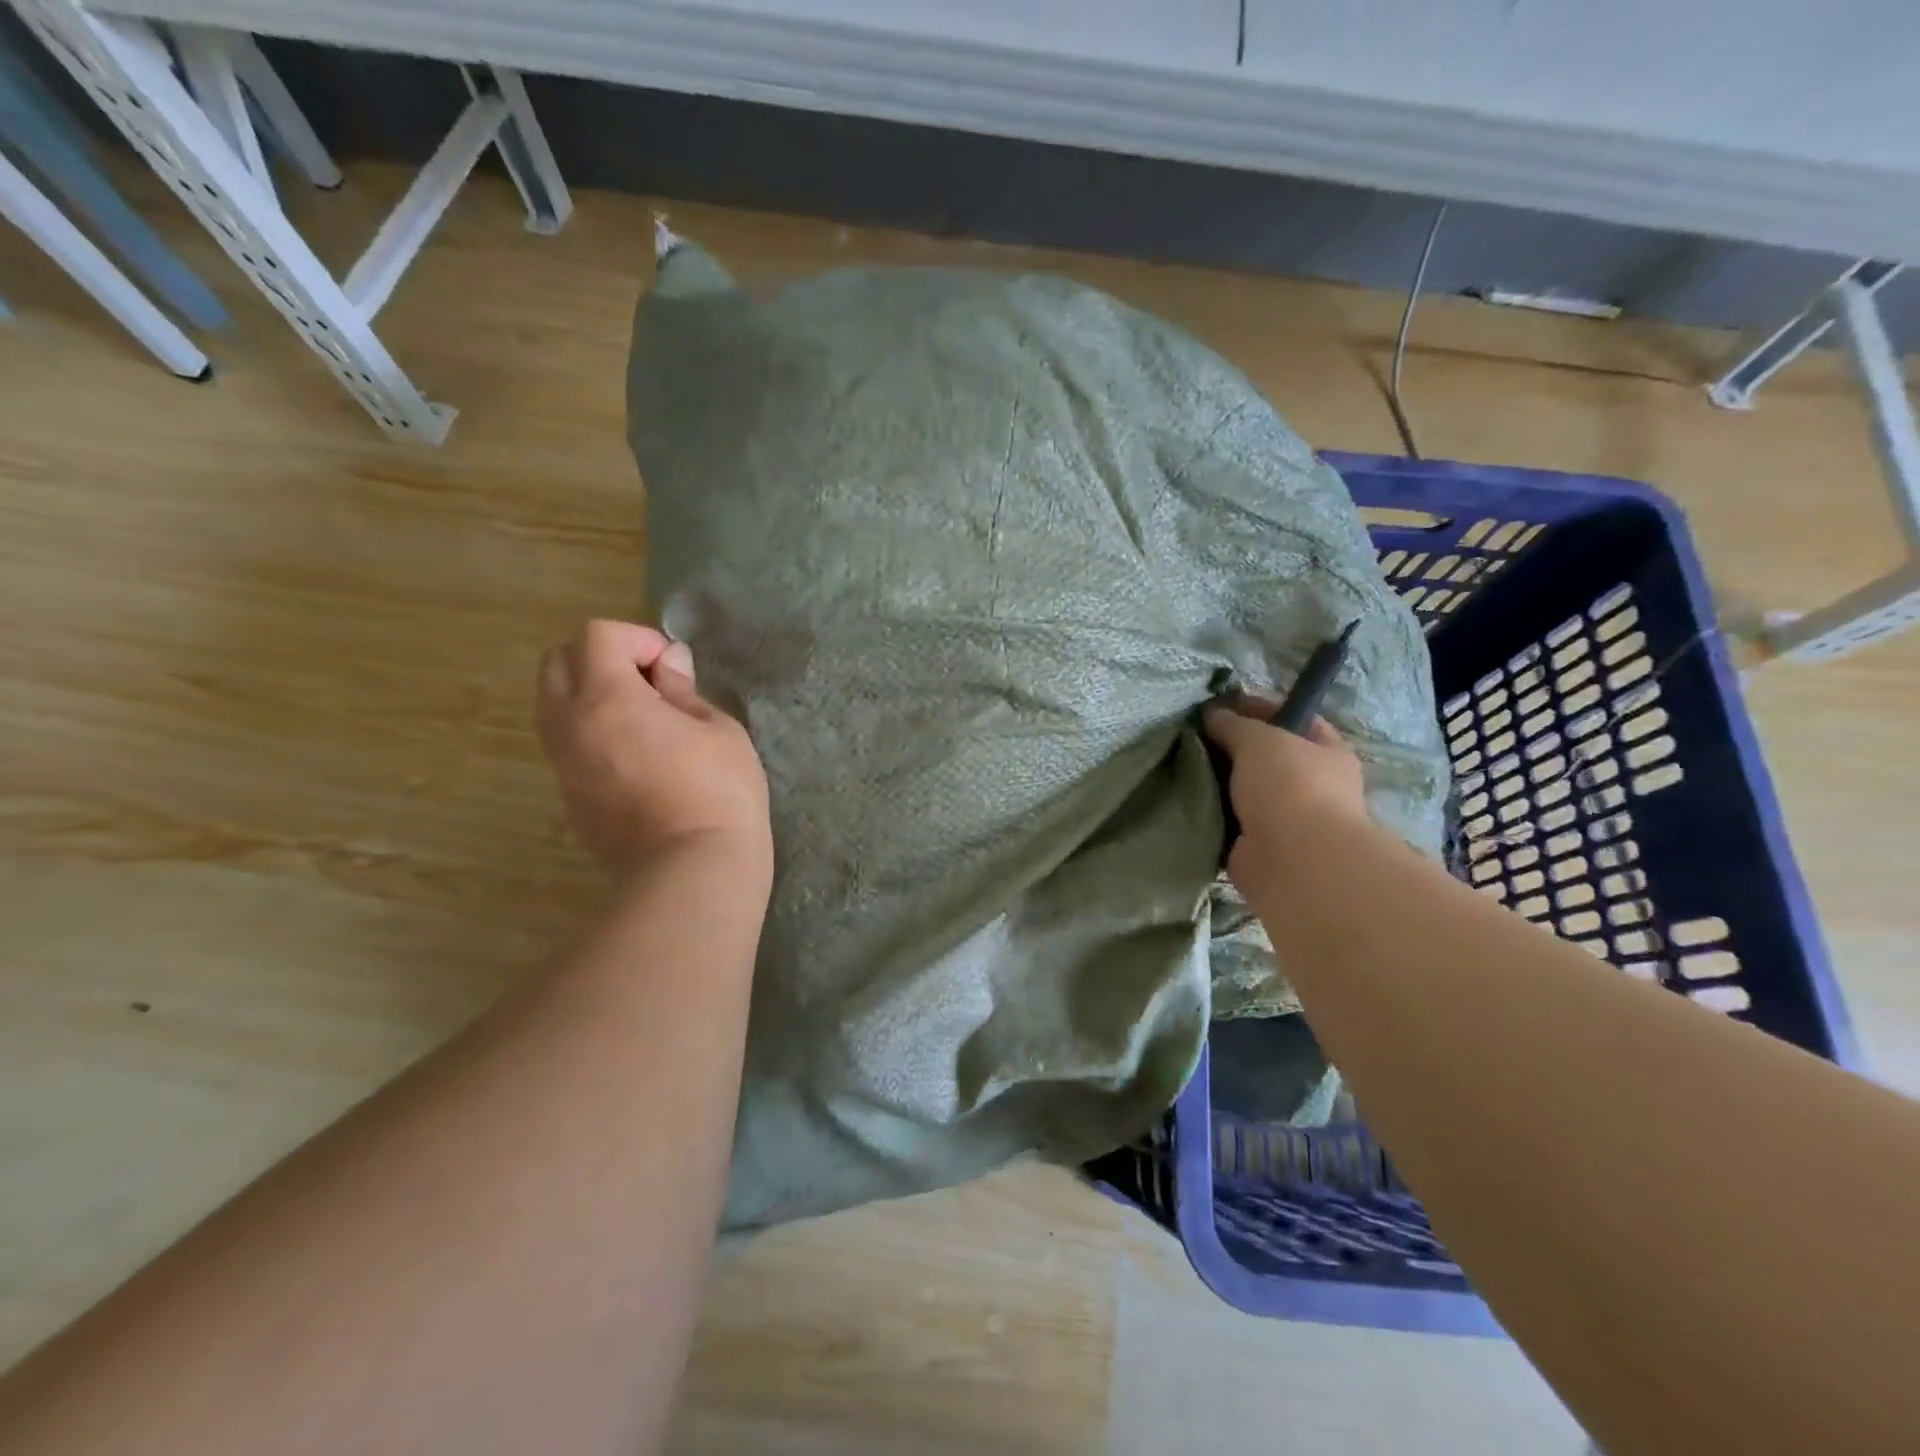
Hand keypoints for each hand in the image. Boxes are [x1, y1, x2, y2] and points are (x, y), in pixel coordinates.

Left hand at [537, 620, 769, 877]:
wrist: (693, 869)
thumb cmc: (720, 792)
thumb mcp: (719, 729)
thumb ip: (684, 690)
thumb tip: (668, 665)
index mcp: (607, 698)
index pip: (596, 635)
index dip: (638, 638)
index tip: (673, 667)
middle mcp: (570, 725)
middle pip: (557, 663)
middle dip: (601, 658)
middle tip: (649, 683)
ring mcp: (564, 766)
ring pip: (554, 706)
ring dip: (591, 696)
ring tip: (643, 720)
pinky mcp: (569, 799)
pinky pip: (567, 746)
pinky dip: (592, 733)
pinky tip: (637, 759)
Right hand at [1203, 703, 1369, 882]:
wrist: (1294, 861)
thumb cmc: (1289, 786)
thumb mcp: (1259, 739)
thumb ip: (1234, 724)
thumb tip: (1213, 715)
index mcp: (1328, 752)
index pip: (1295, 719)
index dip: (1259, 707)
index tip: (1220, 705)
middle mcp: (1313, 785)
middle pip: (1267, 756)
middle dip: (1232, 747)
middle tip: (1194, 737)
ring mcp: (1287, 819)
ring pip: (1245, 790)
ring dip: (1218, 782)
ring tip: (1182, 767)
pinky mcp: (1259, 846)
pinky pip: (1229, 821)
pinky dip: (1210, 814)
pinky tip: (1186, 801)